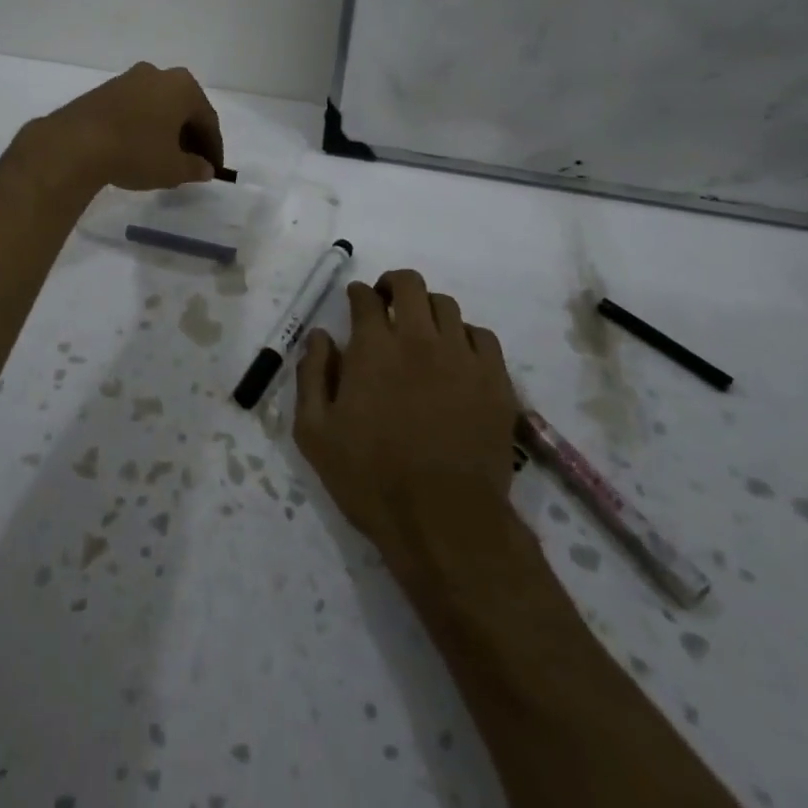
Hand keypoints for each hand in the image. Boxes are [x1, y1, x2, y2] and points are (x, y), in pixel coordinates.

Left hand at [19, 62, 222, 192]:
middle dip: (190, 136)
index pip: (208, 119)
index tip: (213, 169)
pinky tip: (138, 147)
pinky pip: (136, 108)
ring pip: (158, 106)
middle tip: (192, 162)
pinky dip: (144, 126)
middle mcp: (158, 74)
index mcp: (183, 87)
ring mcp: (128, 79)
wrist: (75, 143)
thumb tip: (205, 169)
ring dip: (166, 130)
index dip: (213, 148)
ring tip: (164, 156)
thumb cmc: (136, 151)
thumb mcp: (172, 168)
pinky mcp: (104, 90)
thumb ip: (195, 168)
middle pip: (183, 108)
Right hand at [295, 269, 519, 553]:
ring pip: (447, 306)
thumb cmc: (371, 479)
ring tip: (421, 331)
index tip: (356, 302)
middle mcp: (419, 339)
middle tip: (386, 304)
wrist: (445, 523)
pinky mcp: (495, 381)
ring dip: (427, 309)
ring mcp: (462, 358)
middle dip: (393, 285)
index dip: (357, 294)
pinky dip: (464, 336)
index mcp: (373, 348)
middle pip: (410, 284)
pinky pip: (482, 336)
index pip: (365, 298)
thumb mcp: (315, 433)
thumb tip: (320, 337)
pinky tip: (456, 357)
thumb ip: (312, 376)